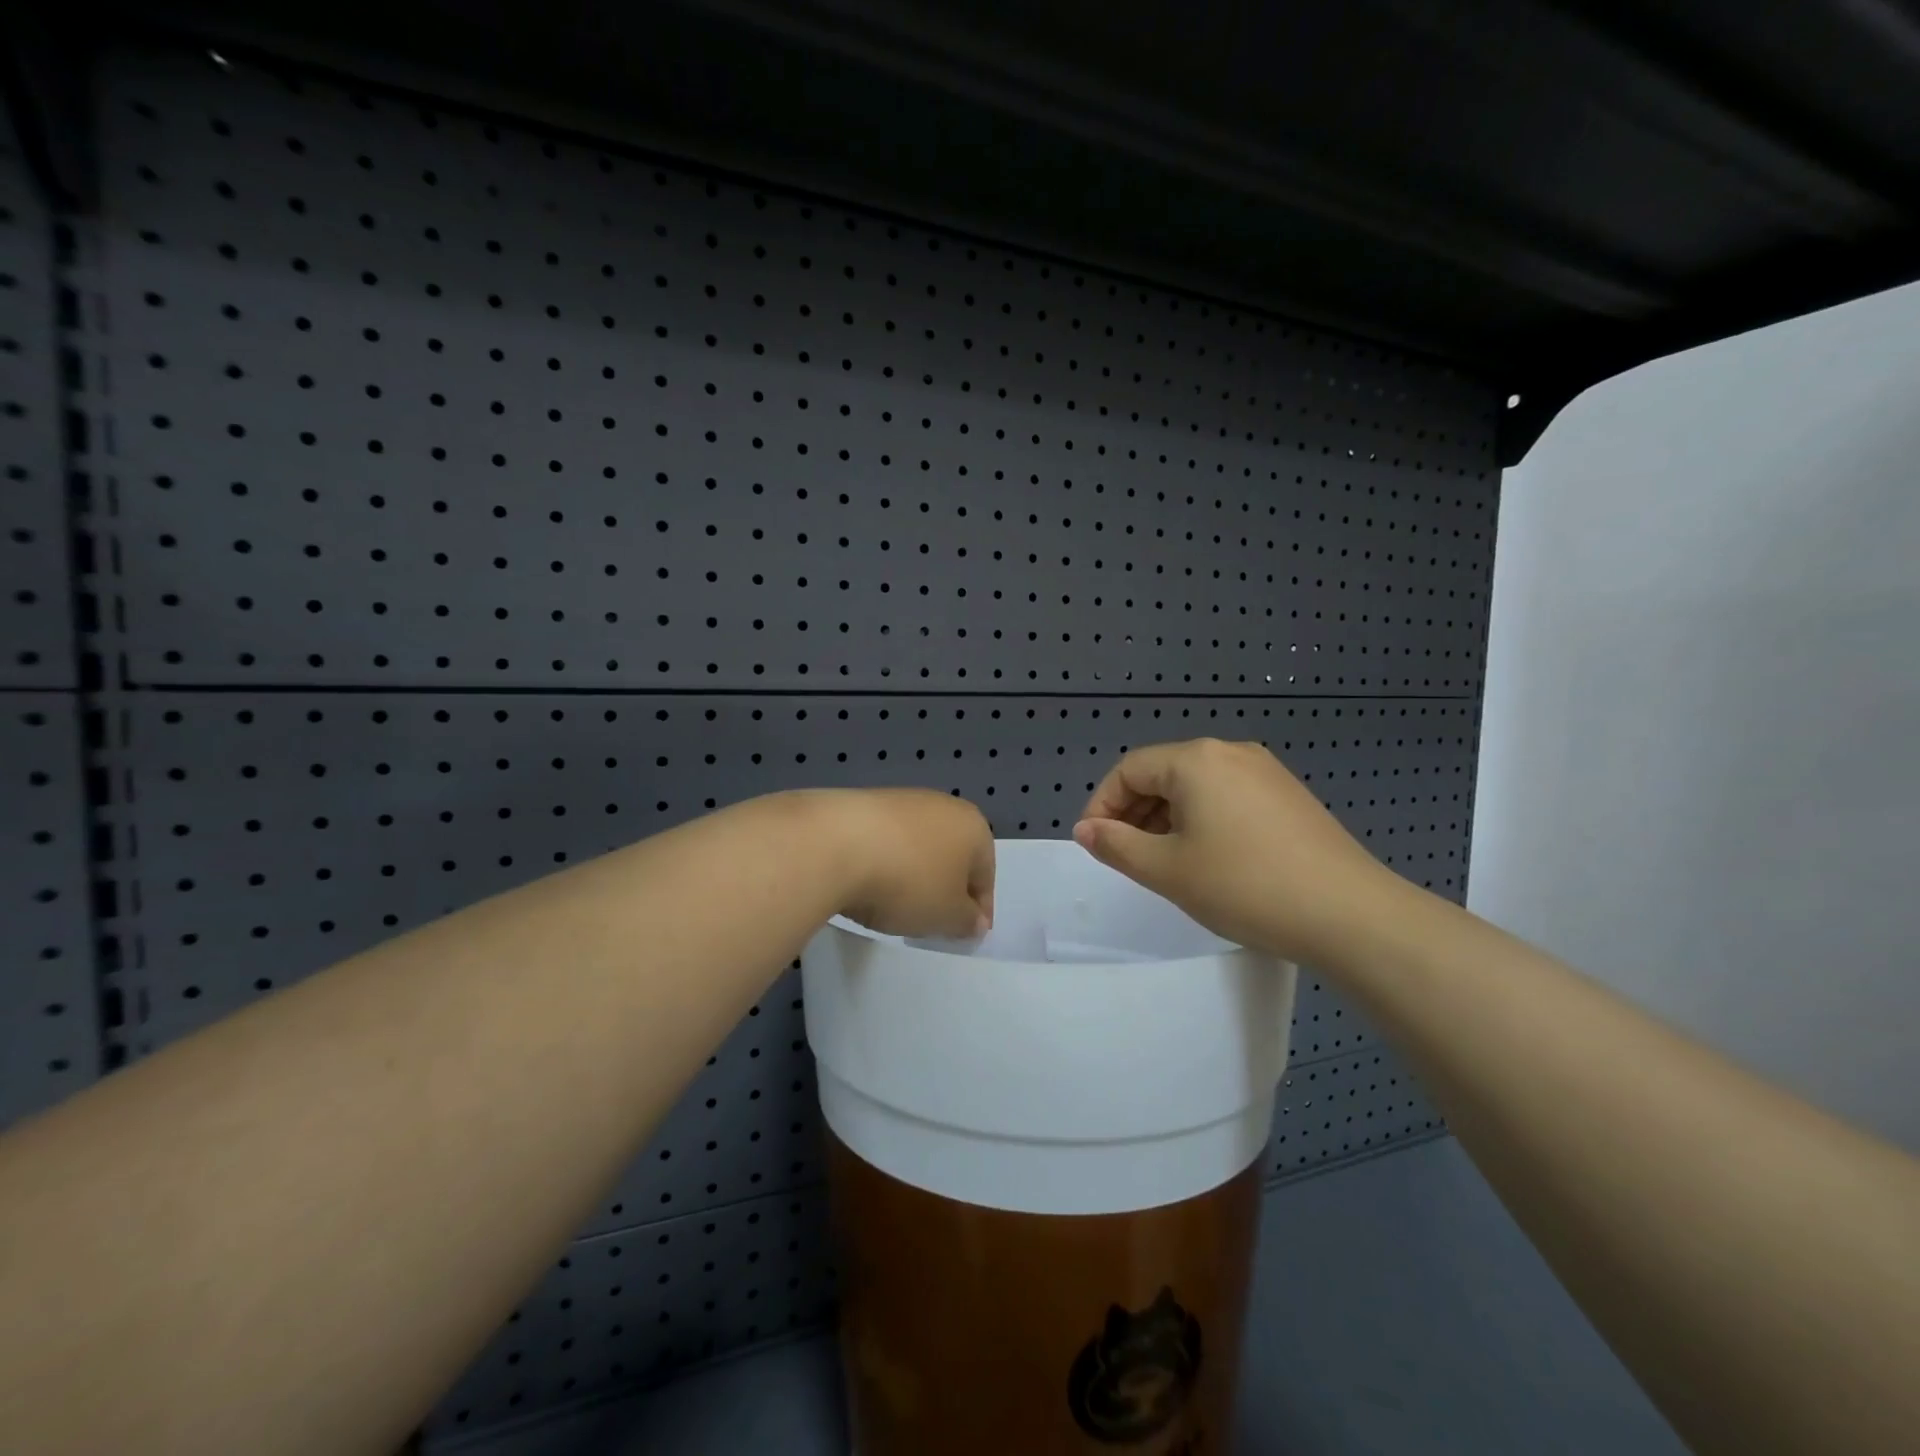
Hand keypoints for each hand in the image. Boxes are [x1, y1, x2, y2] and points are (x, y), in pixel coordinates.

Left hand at [809, 789, 995, 939]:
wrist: (834, 843)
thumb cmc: (908, 882)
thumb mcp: (947, 916)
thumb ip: (968, 922)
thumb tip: (976, 921)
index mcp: (973, 826)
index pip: (986, 875)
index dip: (979, 910)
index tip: (964, 936)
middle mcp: (942, 804)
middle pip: (952, 856)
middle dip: (944, 888)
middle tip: (930, 921)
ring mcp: (901, 800)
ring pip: (917, 846)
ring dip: (912, 874)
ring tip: (893, 905)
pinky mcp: (863, 803)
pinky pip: (885, 840)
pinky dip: (883, 862)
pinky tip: (866, 883)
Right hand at [1072, 738, 1401, 964]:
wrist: (1350, 914)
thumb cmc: (1245, 886)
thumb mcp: (1167, 870)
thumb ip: (1116, 845)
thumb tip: (1086, 830)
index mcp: (1196, 759)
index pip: (1130, 770)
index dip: (1102, 805)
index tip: (1092, 844)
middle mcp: (1230, 752)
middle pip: (1163, 773)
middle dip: (1133, 812)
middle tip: (1123, 856)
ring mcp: (1266, 772)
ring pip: (1196, 787)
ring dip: (1166, 818)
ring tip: (1162, 862)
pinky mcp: (1289, 796)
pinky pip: (1227, 797)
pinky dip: (1202, 821)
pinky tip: (1207, 858)